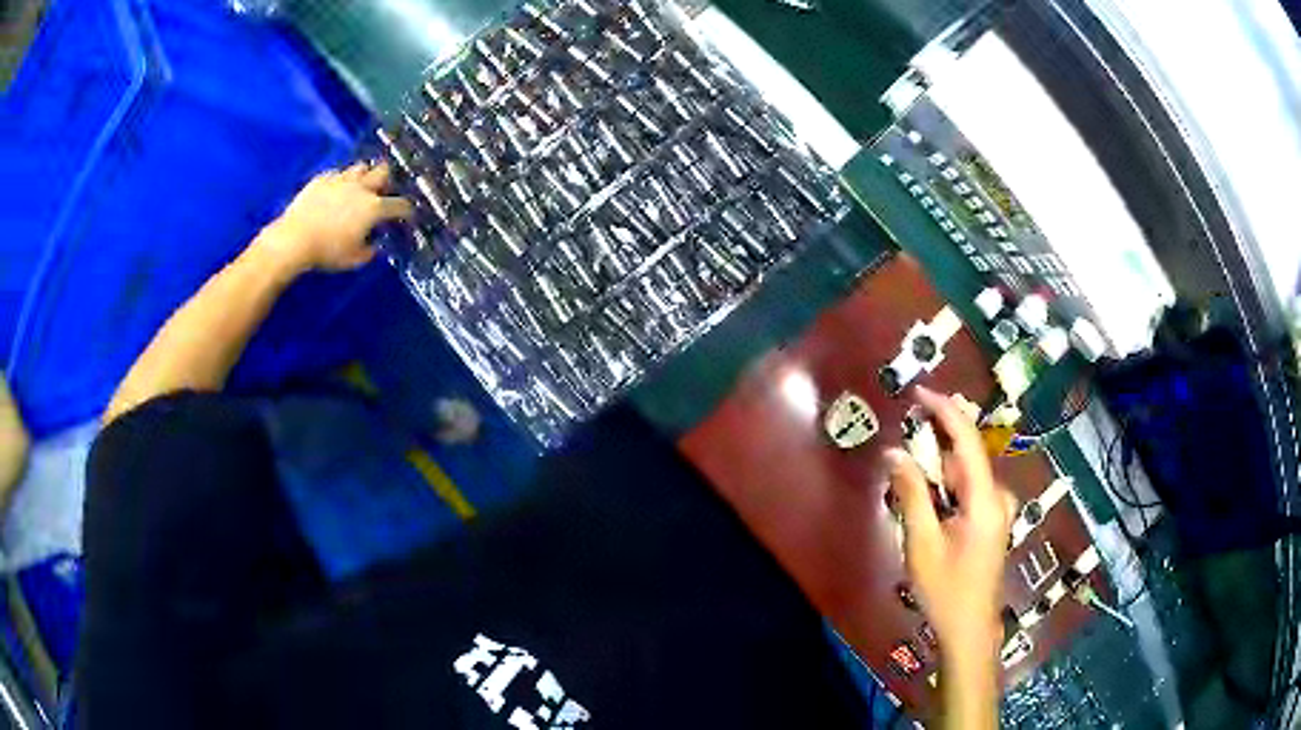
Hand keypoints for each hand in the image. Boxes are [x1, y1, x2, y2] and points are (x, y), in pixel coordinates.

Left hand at [257, 162, 413, 275]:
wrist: (294, 239)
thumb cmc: (327, 251)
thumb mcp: (354, 259)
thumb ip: (369, 250)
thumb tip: (374, 245)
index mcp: (373, 208)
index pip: (399, 205)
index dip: (407, 210)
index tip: (407, 215)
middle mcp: (361, 188)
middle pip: (383, 172)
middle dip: (387, 180)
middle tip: (382, 191)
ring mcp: (341, 180)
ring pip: (361, 167)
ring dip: (364, 176)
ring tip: (359, 187)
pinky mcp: (322, 178)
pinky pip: (337, 174)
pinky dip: (340, 181)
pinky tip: (335, 191)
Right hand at [888, 387, 1016, 657]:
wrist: (969, 629)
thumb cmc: (945, 590)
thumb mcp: (922, 544)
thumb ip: (912, 494)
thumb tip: (894, 453)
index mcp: (986, 501)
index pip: (968, 442)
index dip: (946, 411)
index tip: (919, 392)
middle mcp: (998, 497)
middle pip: (967, 455)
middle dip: (937, 440)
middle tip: (904, 435)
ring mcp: (998, 510)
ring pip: (966, 473)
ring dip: (939, 465)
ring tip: (909, 468)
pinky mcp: (992, 521)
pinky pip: (969, 489)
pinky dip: (947, 484)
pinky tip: (928, 496)